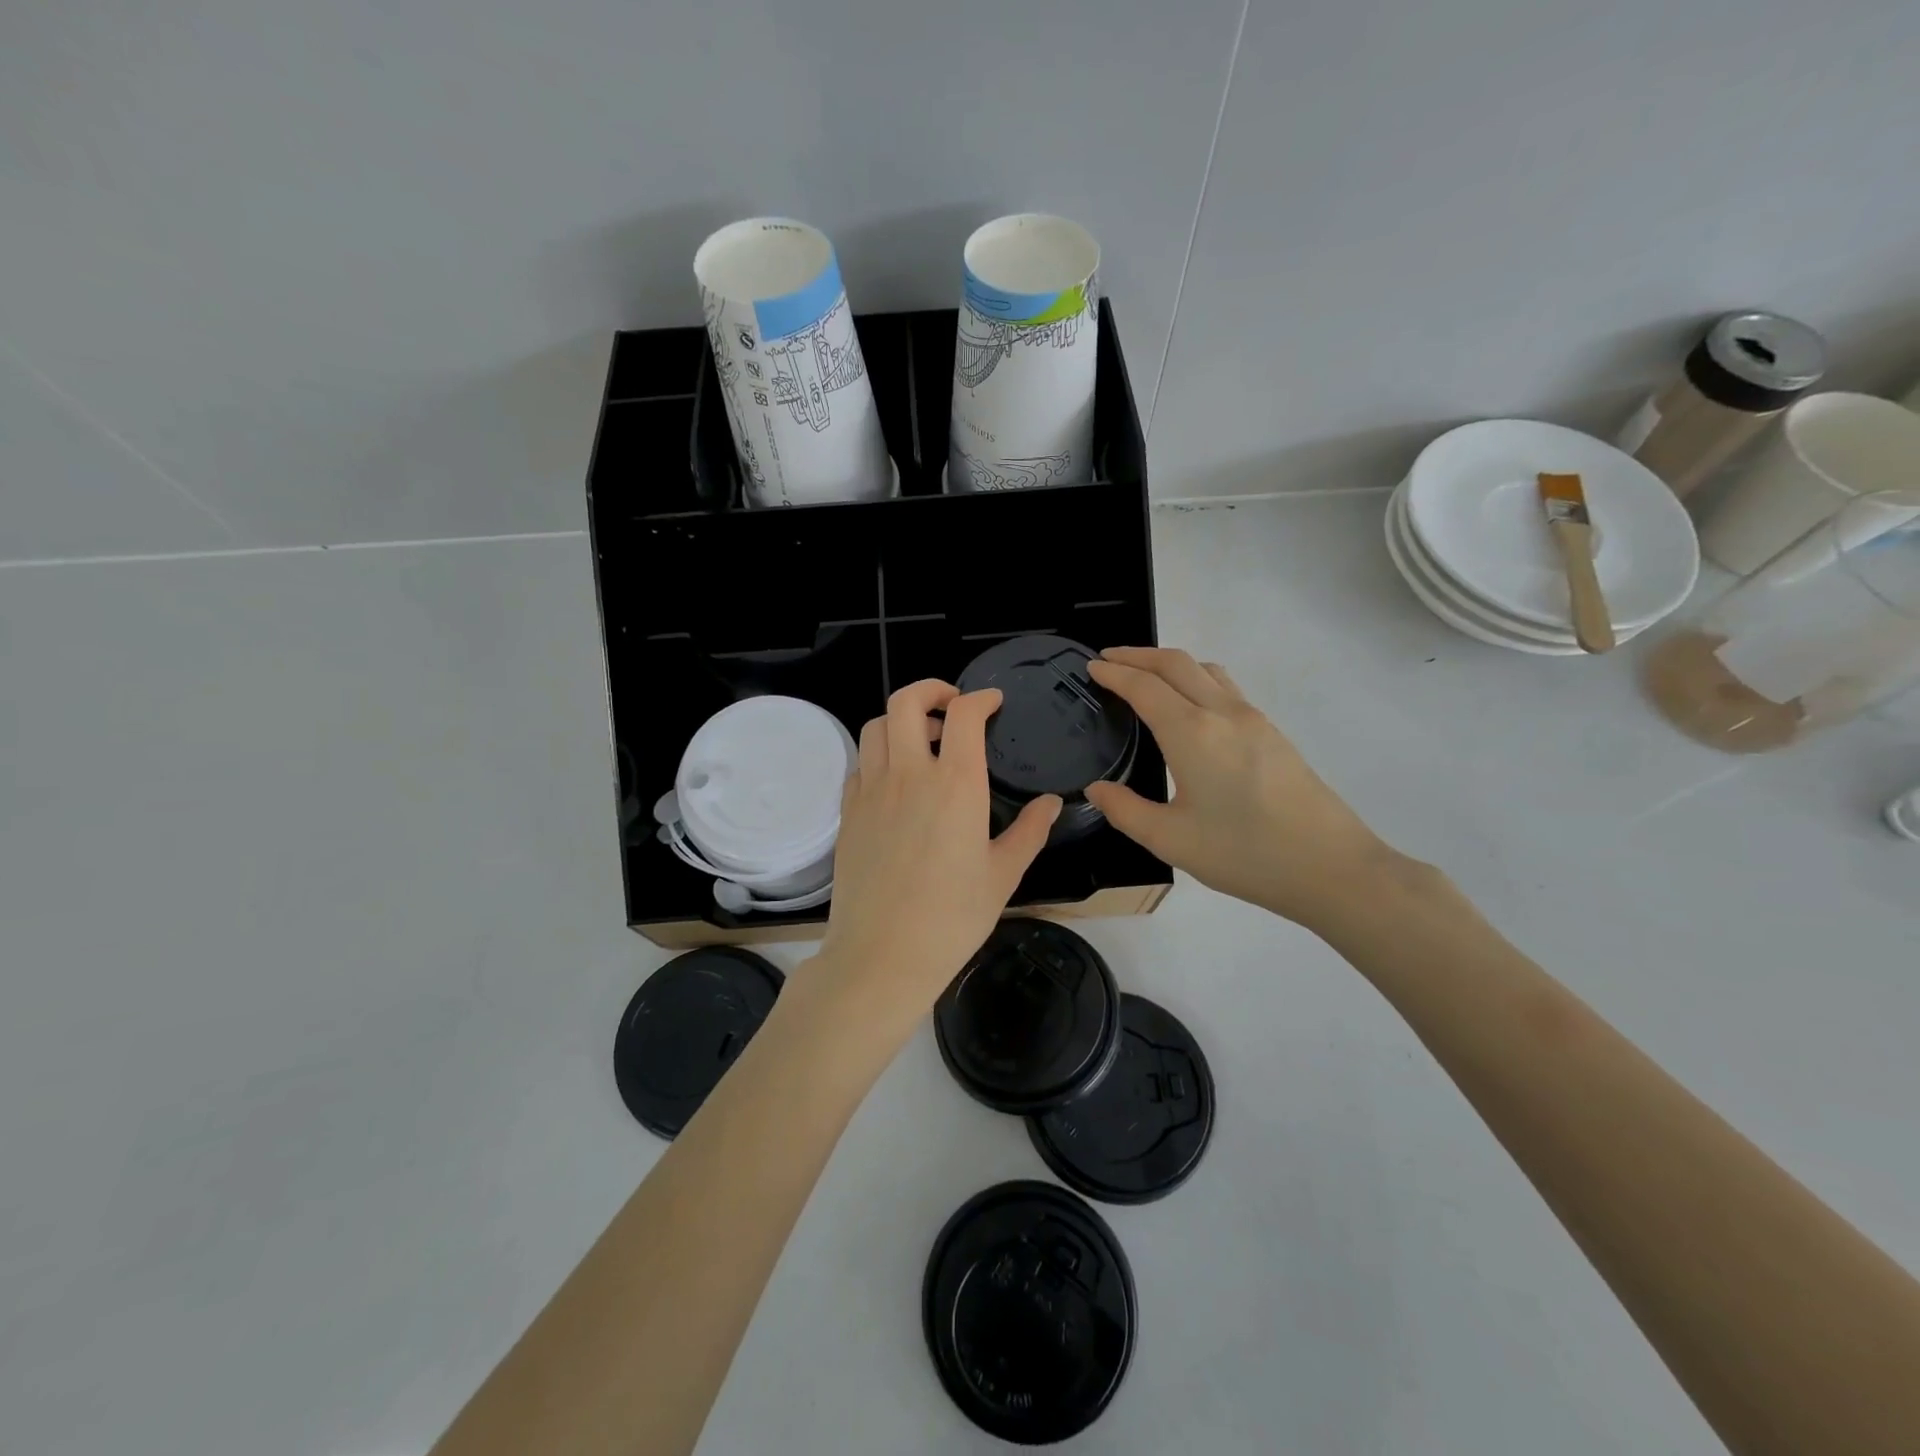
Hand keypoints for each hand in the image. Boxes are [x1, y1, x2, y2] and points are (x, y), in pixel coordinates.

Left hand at [815, 681, 1059, 1035]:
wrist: (882, 955)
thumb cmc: (952, 918)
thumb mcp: (1003, 875)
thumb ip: (1030, 831)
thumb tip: (1052, 803)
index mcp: (956, 784)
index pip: (964, 714)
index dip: (981, 698)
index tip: (992, 702)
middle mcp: (909, 774)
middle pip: (907, 702)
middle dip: (931, 689)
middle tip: (951, 705)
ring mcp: (872, 790)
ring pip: (876, 726)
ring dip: (901, 720)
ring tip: (924, 740)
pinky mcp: (848, 811)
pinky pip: (860, 764)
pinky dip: (879, 755)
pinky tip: (895, 780)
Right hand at [1085, 647, 1416, 934]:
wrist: (1331, 866)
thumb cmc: (1244, 854)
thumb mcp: (1171, 840)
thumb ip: (1125, 810)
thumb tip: (1096, 789)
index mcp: (1192, 733)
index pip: (1144, 687)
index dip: (1114, 673)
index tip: (1091, 666)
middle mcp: (1223, 713)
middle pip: (1176, 663)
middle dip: (1138, 655)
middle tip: (1109, 659)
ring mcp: (1254, 719)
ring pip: (1206, 669)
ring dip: (1170, 663)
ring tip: (1146, 675)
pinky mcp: (1273, 733)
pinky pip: (1226, 687)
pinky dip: (1196, 678)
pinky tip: (1190, 706)